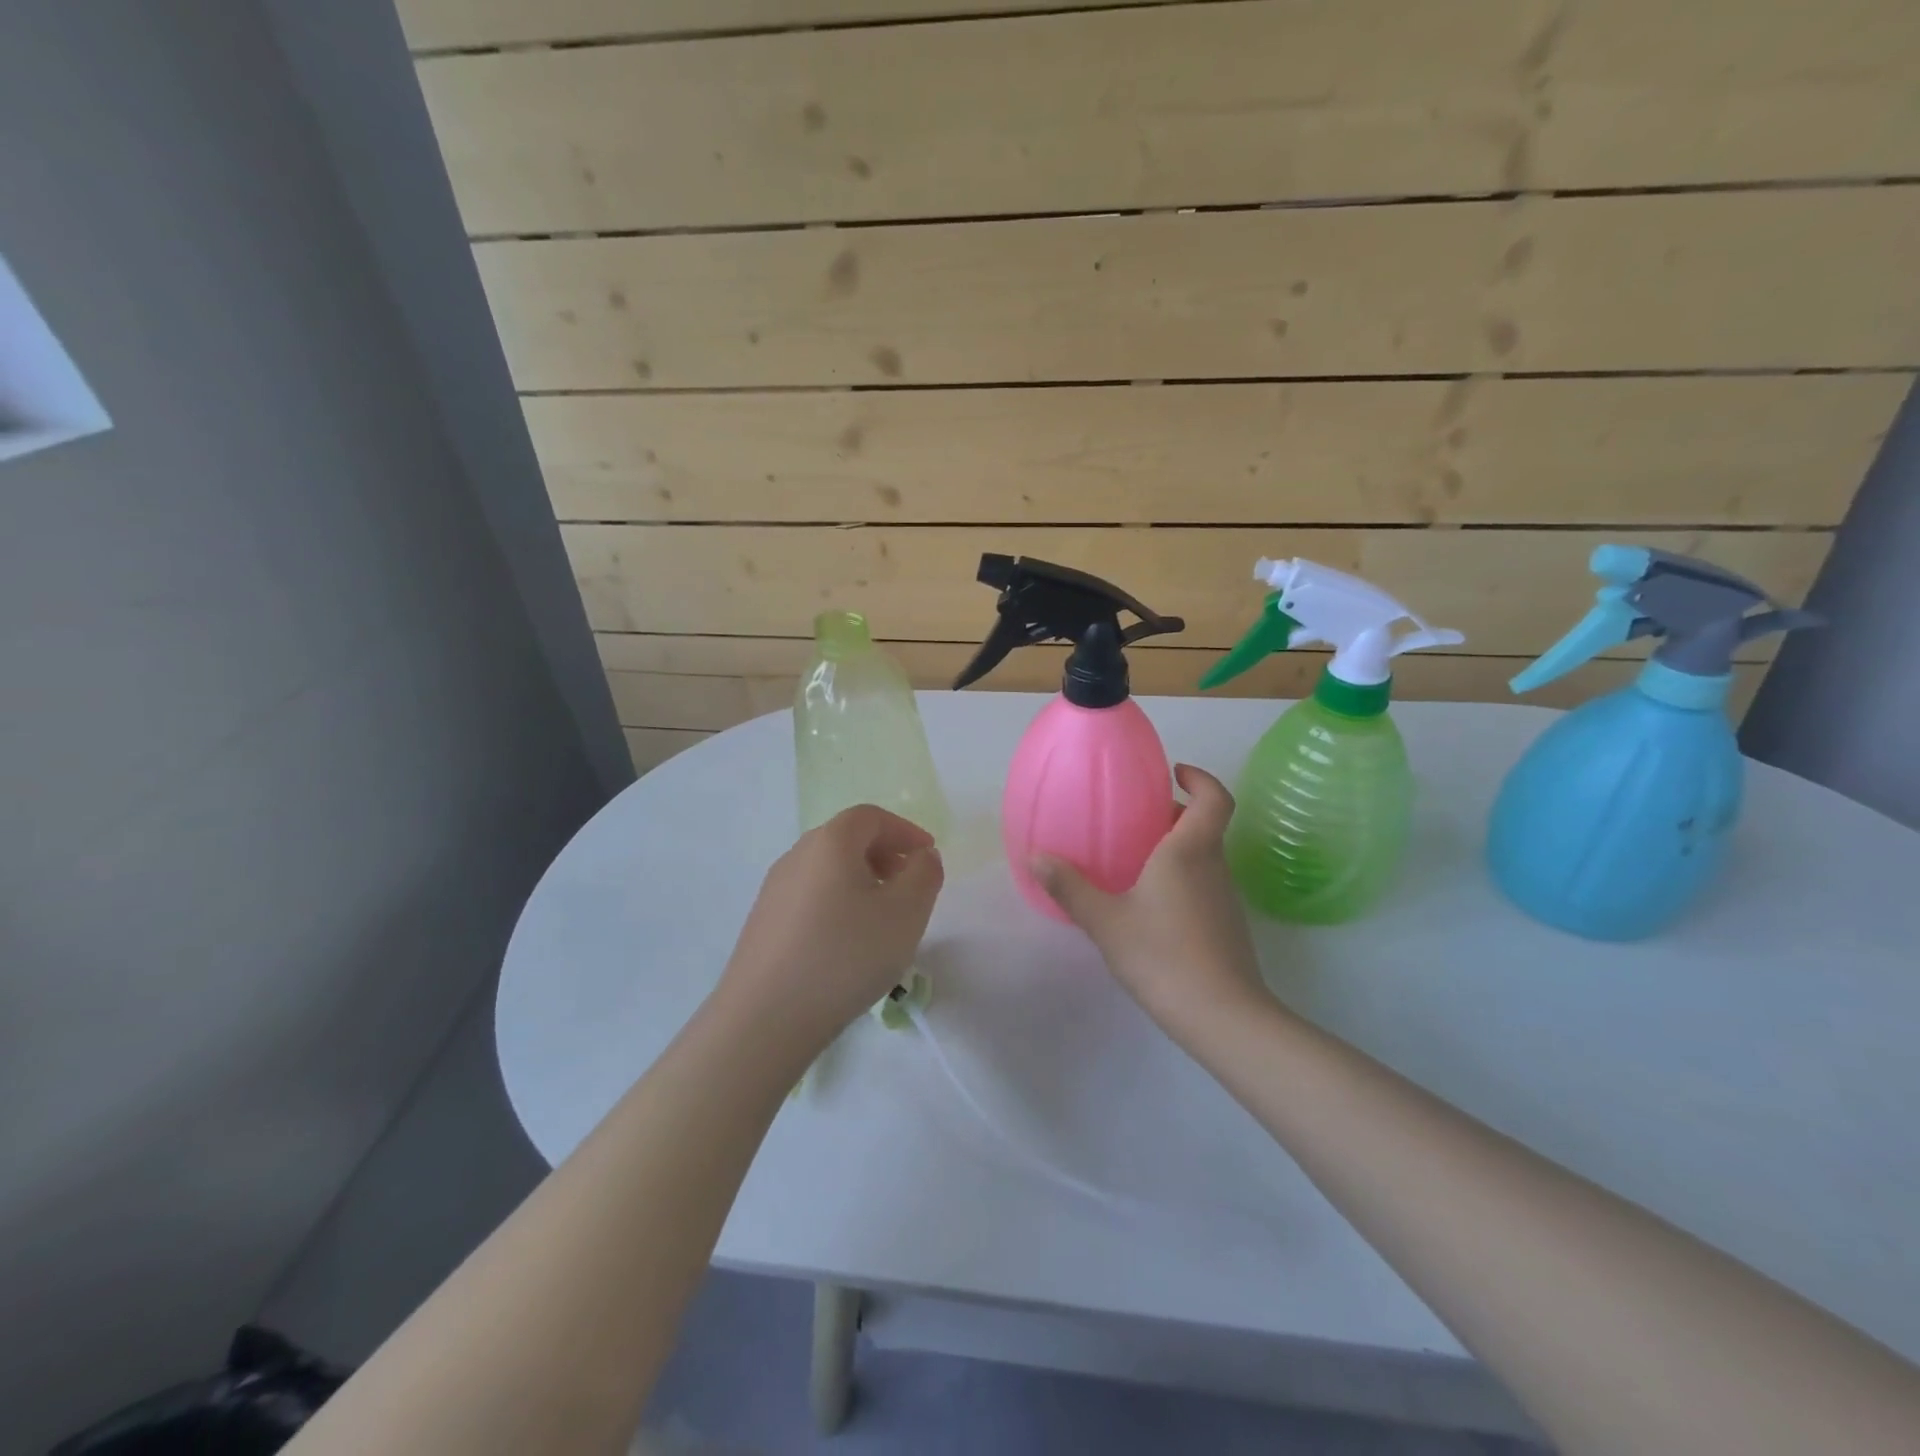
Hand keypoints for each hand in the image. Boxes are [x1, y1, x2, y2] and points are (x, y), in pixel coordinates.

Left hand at [716, 805, 943, 1060]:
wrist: (765, 1018)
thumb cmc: (845, 955)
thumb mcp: (906, 913)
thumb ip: (925, 874)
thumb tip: (921, 856)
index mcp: (830, 842)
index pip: (872, 817)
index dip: (905, 831)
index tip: (928, 857)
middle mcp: (797, 856)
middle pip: (847, 840)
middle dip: (884, 856)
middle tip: (909, 887)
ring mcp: (774, 890)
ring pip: (827, 871)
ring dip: (861, 882)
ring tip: (882, 921)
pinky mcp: (763, 924)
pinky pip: (810, 898)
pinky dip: (837, 905)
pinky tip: (846, 946)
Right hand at [1033, 764, 1268, 1041]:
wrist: (1221, 1016)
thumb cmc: (1163, 955)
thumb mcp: (1106, 921)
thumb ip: (1070, 888)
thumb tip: (1036, 857)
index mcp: (1190, 851)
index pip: (1214, 798)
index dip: (1200, 778)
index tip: (1174, 772)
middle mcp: (1214, 866)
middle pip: (1205, 825)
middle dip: (1175, 814)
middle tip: (1136, 817)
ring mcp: (1225, 897)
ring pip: (1204, 856)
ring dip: (1176, 847)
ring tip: (1134, 859)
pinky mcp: (1226, 925)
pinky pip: (1203, 884)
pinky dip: (1180, 878)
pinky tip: (1150, 904)